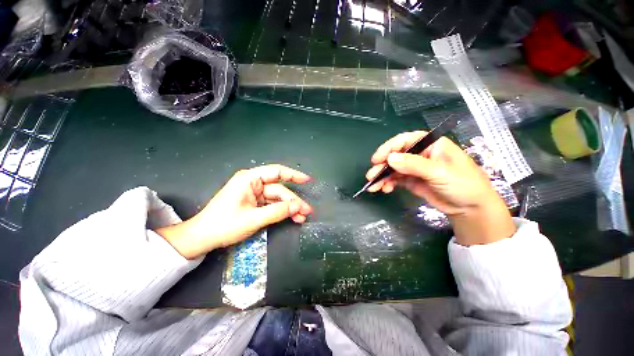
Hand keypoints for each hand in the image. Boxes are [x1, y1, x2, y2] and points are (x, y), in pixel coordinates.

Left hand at [156, 165, 312, 258]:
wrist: (202, 238)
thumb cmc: (223, 225)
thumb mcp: (253, 219)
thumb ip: (277, 211)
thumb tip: (297, 207)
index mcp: (249, 179)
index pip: (276, 172)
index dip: (293, 175)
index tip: (307, 180)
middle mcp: (253, 183)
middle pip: (279, 189)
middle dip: (293, 201)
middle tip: (307, 211)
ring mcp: (254, 194)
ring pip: (277, 198)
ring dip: (289, 208)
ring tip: (302, 217)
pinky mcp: (254, 203)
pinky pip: (272, 205)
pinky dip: (281, 211)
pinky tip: (292, 217)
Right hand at [365, 131, 514, 244]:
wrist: (470, 209)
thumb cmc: (463, 184)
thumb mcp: (439, 172)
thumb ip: (414, 164)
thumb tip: (390, 158)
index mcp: (430, 144)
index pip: (405, 140)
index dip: (389, 148)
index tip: (377, 159)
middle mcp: (420, 154)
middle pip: (396, 155)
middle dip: (382, 165)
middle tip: (371, 175)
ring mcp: (414, 168)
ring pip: (393, 169)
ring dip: (382, 176)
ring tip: (374, 186)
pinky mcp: (411, 180)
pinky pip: (395, 179)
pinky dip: (387, 183)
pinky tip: (384, 189)